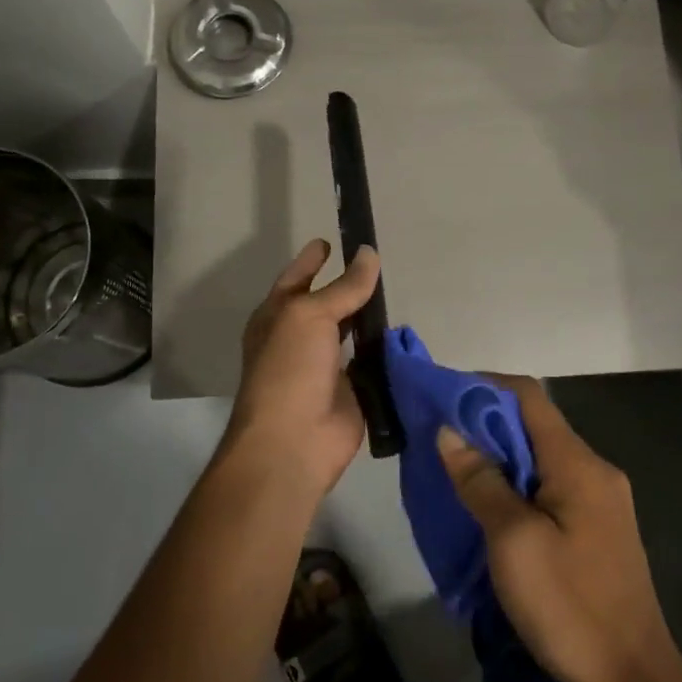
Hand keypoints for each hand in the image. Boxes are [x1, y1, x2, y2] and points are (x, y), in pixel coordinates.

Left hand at [220, 239, 380, 495]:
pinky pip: (372, 362)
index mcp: (277, 317)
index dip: (311, 260)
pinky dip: (385, 350)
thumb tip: (369, 253)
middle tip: (377, 263)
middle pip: (327, 304)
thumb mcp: (311, 316)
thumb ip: (343, 287)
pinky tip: (404, 334)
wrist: (294, 441)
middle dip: (347, 286)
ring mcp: (326, 366)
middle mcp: (299, 338)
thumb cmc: (289, 369)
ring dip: (369, 318)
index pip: (296, 279)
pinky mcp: (352, 390)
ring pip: (352, 332)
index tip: (329, 240)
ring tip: (396, 292)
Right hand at [437, 376, 681, 681]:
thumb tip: (449, 432)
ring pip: (540, 458)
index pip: (528, 396)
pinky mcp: (597, 529)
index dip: (483, 387)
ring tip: (455, 469)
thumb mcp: (513, 541)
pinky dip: (516, 484)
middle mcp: (594, 470)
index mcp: (578, 463)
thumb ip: (481, 481)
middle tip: (438, 438)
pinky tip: (489, 505)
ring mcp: (600, 501)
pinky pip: (550, 487)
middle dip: (485, 424)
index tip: (441, 398)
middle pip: (534, 425)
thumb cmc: (569, 607)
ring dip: (498, 456)